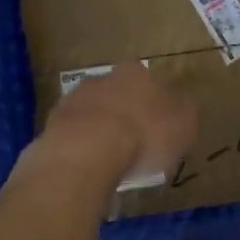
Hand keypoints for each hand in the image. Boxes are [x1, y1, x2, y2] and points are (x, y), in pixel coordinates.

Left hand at [41, 62, 196, 187]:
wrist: (86, 151)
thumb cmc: (144, 135)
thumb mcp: (184, 125)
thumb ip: (185, 112)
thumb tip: (182, 106)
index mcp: (137, 73)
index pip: (149, 82)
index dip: (155, 105)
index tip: (158, 128)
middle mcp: (104, 77)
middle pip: (118, 93)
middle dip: (125, 114)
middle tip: (134, 144)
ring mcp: (75, 98)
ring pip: (93, 111)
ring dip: (100, 128)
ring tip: (109, 159)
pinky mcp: (53, 122)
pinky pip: (73, 133)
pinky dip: (80, 145)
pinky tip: (87, 165)